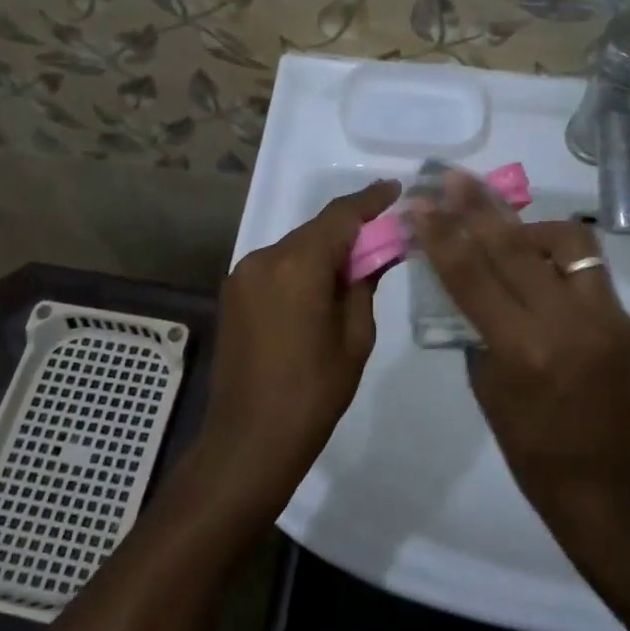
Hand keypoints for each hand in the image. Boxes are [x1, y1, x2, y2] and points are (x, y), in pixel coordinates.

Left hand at [195, 179, 401, 512]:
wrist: (249, 440)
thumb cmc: (313, 393)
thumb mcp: (354, 338)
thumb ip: (363, 284)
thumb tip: (375, 252)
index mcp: (297, 266)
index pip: (340, 216)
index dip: (370, 200)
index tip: (395, 190)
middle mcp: (263, 259)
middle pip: (315, 231)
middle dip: (350, 231)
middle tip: (384, 237)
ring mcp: (242, 276)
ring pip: (295, 248)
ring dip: (324, 251)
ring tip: (354, 269)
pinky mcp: (233, 294)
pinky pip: (276, 267)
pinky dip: (301, 269)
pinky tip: (320, 289)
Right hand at [411, 172, 629, 553]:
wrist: (616, 493)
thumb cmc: (536, 457)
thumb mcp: (490, 392)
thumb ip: (478, 332)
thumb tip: (468, 287)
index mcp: (523, 351)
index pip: (472, 276)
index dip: (442, 234)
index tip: (419, 204)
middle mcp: (567, 323)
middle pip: (515, 246)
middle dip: (479, 206)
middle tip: (455, 178)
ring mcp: (605, 317)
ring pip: (566, 243)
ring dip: (529, 229)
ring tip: (507, 232)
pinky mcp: (627, 320)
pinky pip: (587, 271)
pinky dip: (556, 261)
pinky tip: (538, 270)